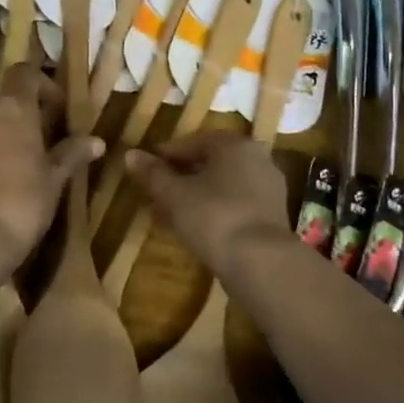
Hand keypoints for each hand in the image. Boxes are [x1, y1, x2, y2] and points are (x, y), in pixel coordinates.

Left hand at [0, 62, 100, 282]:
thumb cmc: (20, 206)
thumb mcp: (53, 182)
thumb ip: (71, 155)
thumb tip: (96, 141)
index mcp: (11, 110)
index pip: (24, 74)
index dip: (42, 84)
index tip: (56, 108)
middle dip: (16, 118)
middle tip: (35, 144)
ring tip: (9, 167)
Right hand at [125, 132, 292, 277]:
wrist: (261, 262)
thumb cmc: (214, 217)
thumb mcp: (174, 194)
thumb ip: (153, 173)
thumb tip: (131, 154)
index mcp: (235, 145)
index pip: (196, 141)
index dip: (168, 154)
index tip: (148, 168)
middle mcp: (257, 159)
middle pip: (212, 163)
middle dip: (182, 176)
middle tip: (157, 191)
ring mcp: (269, 188)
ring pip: (224, 186)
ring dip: (197, 195)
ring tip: (170, 213)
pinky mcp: (272, 216)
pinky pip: (236, 204)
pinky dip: (215, 210)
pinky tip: (195, 228)